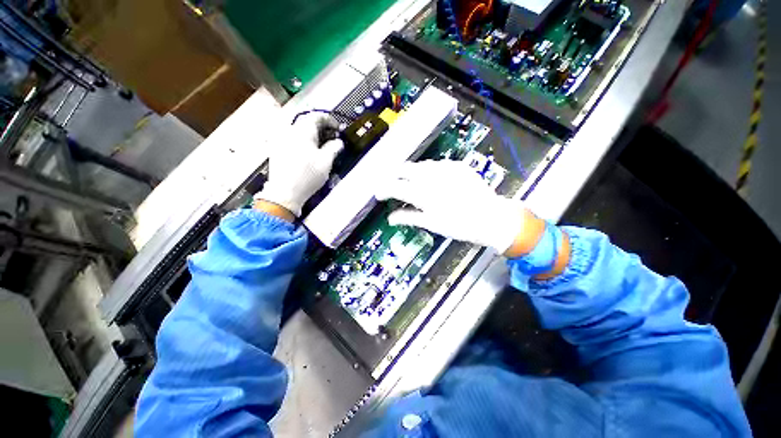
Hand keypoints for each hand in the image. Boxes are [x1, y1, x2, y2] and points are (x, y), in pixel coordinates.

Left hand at [255, 114, 343, 217]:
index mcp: (302, 131)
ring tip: (322, 146)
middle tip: (332, 138)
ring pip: (299, 131)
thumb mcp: (326, 161)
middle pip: (307, 122)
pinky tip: (309, 152)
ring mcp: (281, 140)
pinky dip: (303, 141)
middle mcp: (290, 131)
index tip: (338, 129)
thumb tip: (338, 142)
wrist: (285, 192)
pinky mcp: (277, 149)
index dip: (330, 120)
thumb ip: (334, 148)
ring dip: (313, 135)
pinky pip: (293, 139)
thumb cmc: (308, 176)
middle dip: (322, 128)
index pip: (316, 116)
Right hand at [375, 160, 537, 254]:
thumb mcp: (431, 224)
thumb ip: (409, 217)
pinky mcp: (457, 165)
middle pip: (403, 169)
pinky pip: (436, 165)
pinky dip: (429, 171)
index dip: (383, 189)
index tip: (379, 194)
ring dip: (411, 173)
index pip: (394, 186)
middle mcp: (431, 175)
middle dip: (394, 176)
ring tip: (412, 183)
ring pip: (419, 165)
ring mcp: (445, 167)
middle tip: (393, 186)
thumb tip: (391, 218)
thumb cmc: (459, 225)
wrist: (492, 217)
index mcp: (423, 193)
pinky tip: (433, 180)